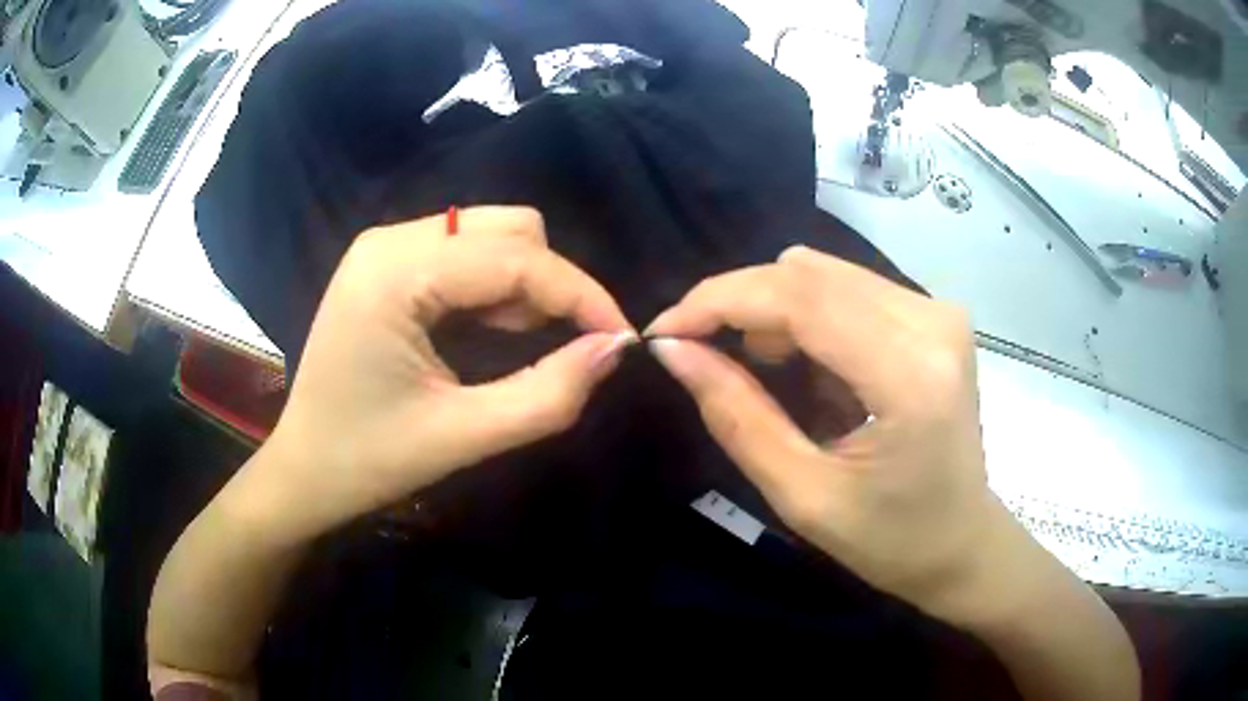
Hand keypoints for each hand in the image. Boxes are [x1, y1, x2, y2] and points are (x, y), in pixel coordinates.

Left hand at [245, 206, 635, 540]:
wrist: (303, 470)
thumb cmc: (369, 461)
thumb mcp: (463, 436)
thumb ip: (547, 394)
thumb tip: (614, 349)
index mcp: (396, 272)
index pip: (516, 257)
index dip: (581, 294)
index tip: (622, 338)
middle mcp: (391, 239)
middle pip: (509, 228)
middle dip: (549, 285)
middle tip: (557, 348)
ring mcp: (385, 245)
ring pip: (491, 233)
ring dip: (523, 285)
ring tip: (515, 344)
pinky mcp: (387, 262)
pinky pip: (465, 252)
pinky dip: (494, 287)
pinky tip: (484, 331)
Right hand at [646, 245, 1018, 624]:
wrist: (962, 544)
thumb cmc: (890, 540)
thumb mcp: (802, 495)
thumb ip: (736, 415)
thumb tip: (673, 350)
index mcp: (909, 375)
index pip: (799, 297)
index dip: (719, 301)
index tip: (665, 331)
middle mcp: (932, 322)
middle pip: (807, 273)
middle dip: (741, 306)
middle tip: (705, 358)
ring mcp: (939, 312)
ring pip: (824, 274)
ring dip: (775, 314)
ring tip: (769, 375)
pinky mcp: (935, 315)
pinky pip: (848, 289)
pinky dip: (810, 319)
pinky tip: (814, 371)